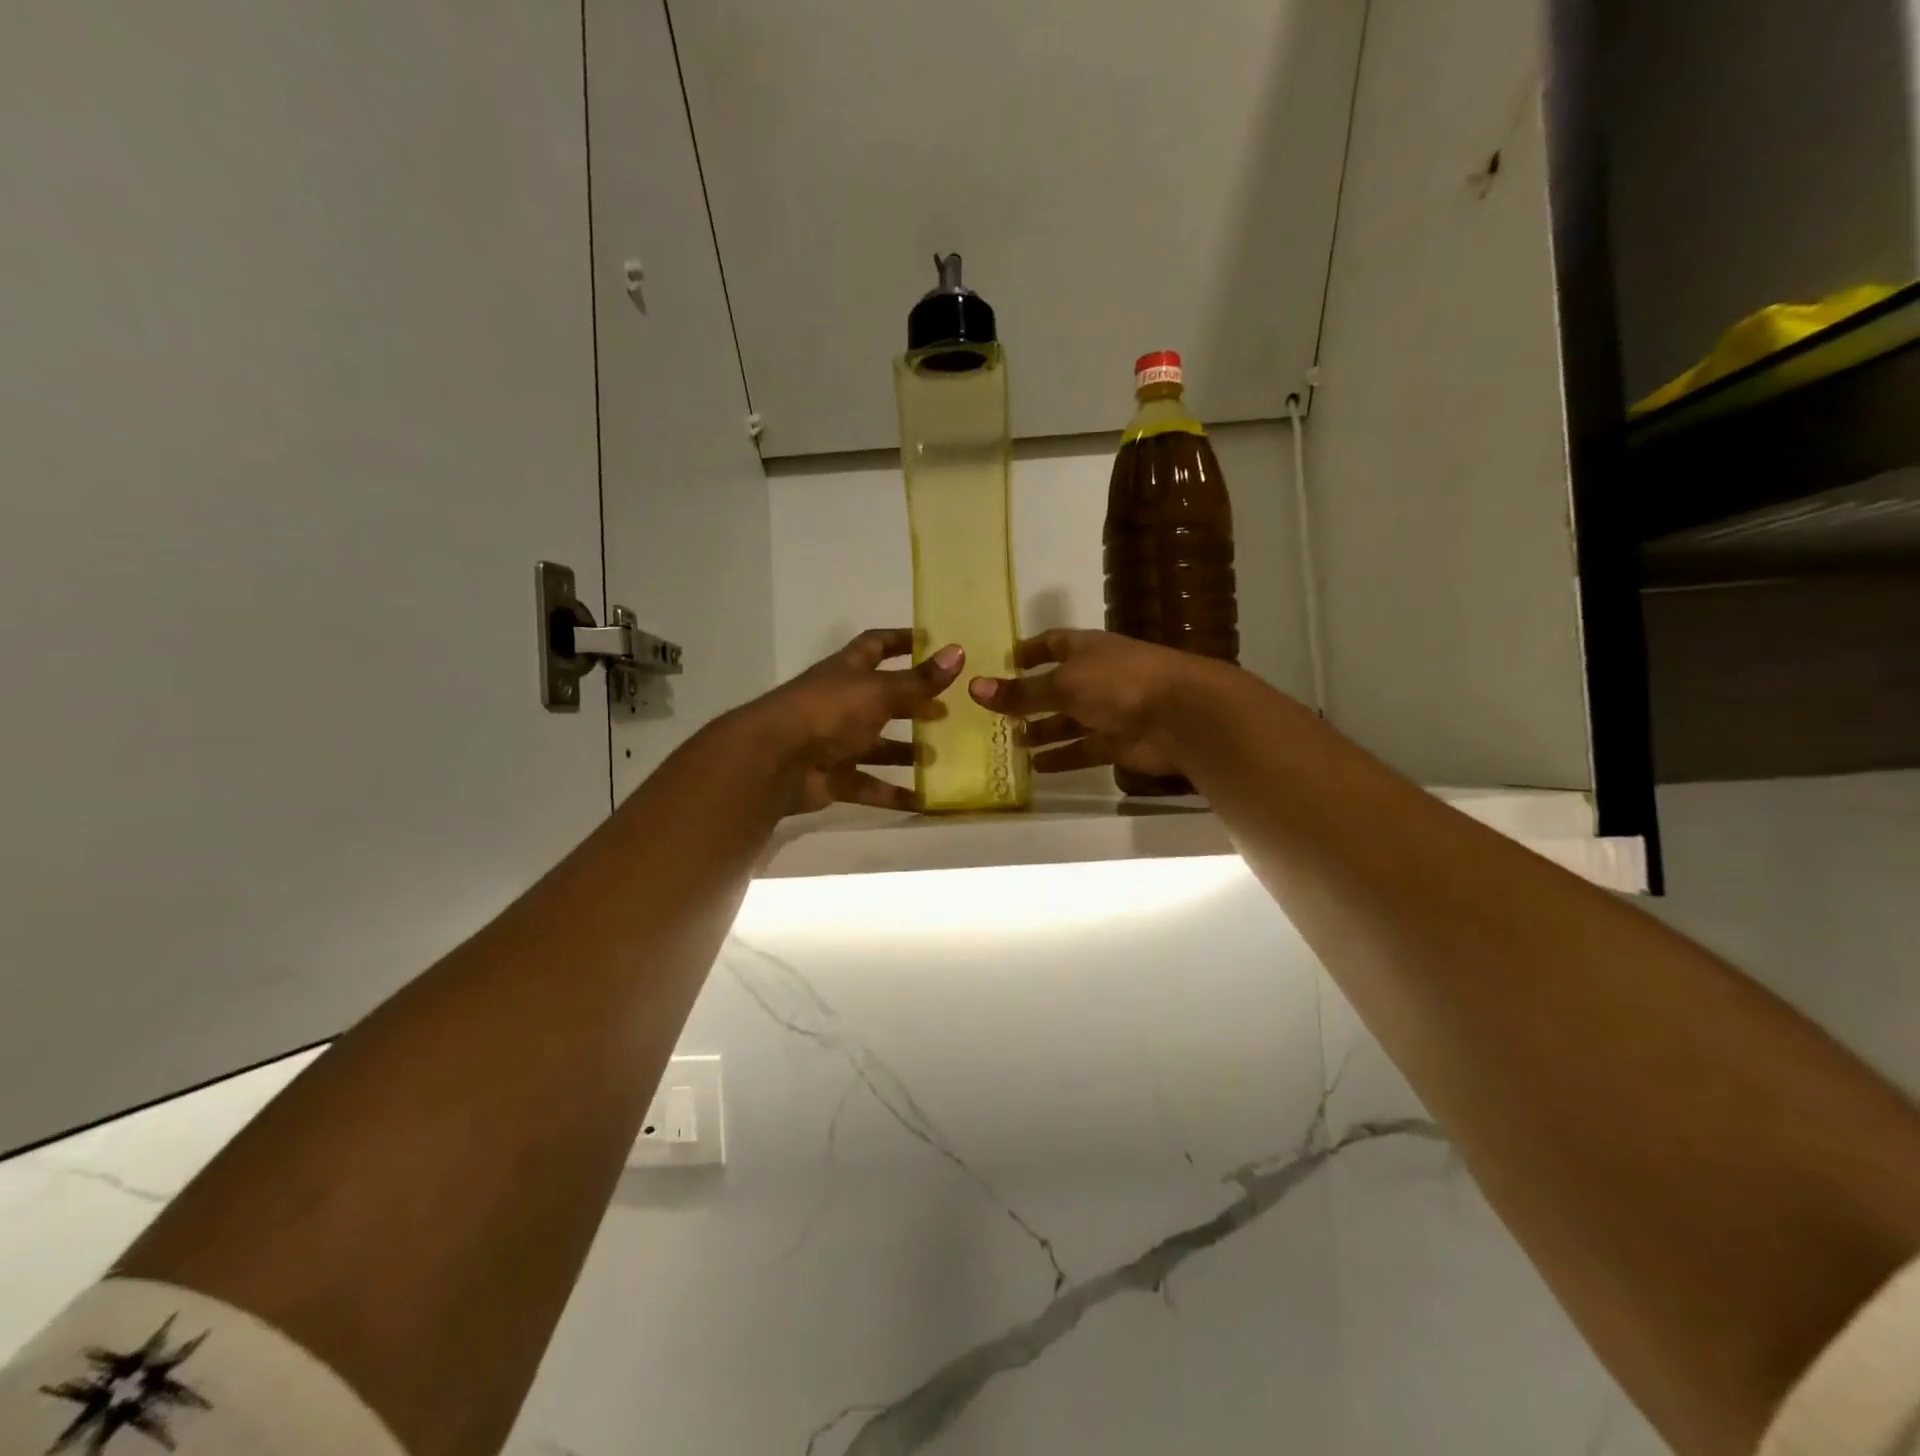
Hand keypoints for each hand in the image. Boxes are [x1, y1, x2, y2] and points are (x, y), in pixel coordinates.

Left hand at [741, 628, 962, 813]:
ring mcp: (835, 742)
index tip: (932, 641)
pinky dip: (893, 793)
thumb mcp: (879, 692)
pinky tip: (924, 801)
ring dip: (906, 751)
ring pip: (877, 746)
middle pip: (882, 699)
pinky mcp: (833, 778)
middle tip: (949, 710)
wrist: (775, 762)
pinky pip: (869, 785)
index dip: (901, 641)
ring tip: (941, 757)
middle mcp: (841, 703)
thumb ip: (919, 680)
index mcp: (848, 671)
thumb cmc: (828, 712)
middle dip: (913, 703)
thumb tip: (959, 652)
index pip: (876, 645)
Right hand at [968, 629, 1213, 777]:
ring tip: (1011, 743)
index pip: (1052, 644)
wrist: (1181, 715)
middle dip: (1030, 699)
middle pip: (1057, 687)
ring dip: (1042, 731)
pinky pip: (1082, 750)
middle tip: (997, 714)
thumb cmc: (1119, 684)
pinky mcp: (1117, 743)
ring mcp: (1109, 711)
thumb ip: (1021, 692)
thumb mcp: (1063, 684)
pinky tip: (1037, 767)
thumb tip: (973, 688)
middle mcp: (1097, 677)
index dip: (1029, 651)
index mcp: (1086, 650)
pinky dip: (1061, 757)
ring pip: (1068, 721)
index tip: (1004, 661)